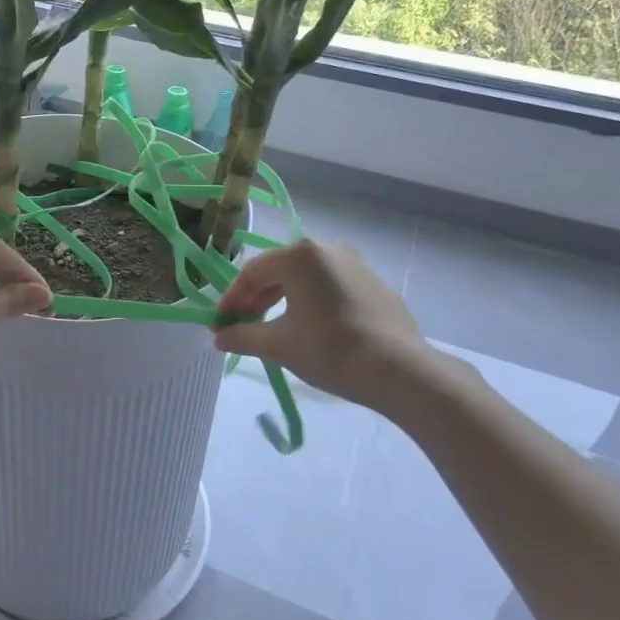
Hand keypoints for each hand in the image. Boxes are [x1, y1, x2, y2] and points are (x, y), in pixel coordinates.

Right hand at [213, 240, 446, 413]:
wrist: (399, 370)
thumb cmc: (330, 350)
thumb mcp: (279, 344)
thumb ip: (243, 336)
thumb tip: (220, 337)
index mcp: (300, 256)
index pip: (253, 272)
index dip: (232, 299)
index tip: (220, 325)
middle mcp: (328, 249)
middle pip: (279, 270)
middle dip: (257, 298)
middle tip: (244, 325)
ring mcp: (355, 264)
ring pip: (306, 277)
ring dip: (283, 299)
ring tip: (274, 327)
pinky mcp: (374, 283)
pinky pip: (330, 286)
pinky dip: (311, 301)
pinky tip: (310, 328)